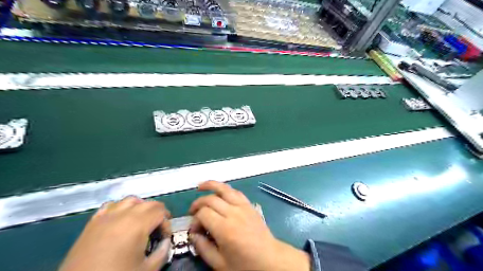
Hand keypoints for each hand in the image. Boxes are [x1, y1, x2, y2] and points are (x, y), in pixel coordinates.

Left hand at [59, 196, 170, 270]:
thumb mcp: (147, 270)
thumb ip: (162, 252)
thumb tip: (166, 242)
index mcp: (138, 224)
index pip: (161, 212)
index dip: (167, 224)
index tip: (164, 238)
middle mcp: (123, 214)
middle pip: (149, 203)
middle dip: (158, 214)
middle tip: (158, 230)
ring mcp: (106, 217)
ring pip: (130, 200)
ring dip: (141, 208)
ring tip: (141, 221)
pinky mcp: (92, 223)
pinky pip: (111, 206)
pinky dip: (120, 208)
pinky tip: (121, 220)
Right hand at [188, 181, 309, 270]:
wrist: (270, 260)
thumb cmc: (245, 265)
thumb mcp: (219, 264)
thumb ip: (203, 248)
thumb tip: (193, 233)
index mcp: (225, 229)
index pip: (203, 213)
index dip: (195, 219)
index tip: (195, 230)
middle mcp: (234, 213)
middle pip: (211, 199)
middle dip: (198, 203)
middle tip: (192, 212)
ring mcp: (243, 207)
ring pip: (225, 189)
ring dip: (211, 185)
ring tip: (200, 186)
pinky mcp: (250, 205)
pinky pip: (236, 192)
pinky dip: (226, 189)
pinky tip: (220, 191)